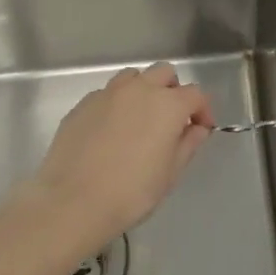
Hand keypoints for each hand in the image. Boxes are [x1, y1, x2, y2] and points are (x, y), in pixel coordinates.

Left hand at [25, 63, 214, 253]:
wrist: (72, 201)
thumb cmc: (131, 192)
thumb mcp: (170, 174)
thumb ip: (188, 144)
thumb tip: (196, 128)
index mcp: (167, 104)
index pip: (195, 94)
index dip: (203, 110)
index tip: (201, 129)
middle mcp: (139, 89)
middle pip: (164, 73)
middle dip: (173, 91)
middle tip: (171, 120)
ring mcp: (108, 93)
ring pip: (133, 77)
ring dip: (143, 90)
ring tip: (140, 119)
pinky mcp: (83, 104)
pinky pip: (107, 94)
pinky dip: (117, 104)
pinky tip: (111, 131)